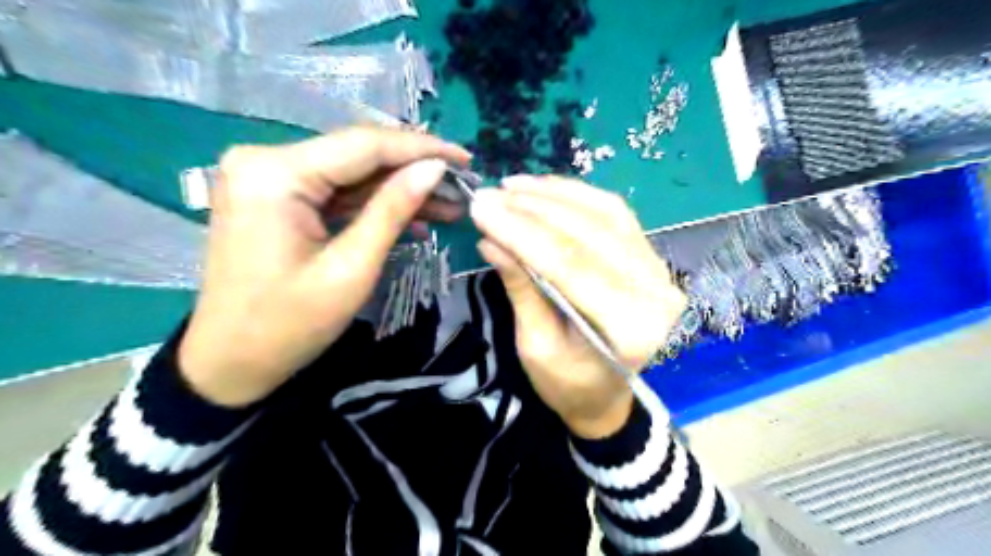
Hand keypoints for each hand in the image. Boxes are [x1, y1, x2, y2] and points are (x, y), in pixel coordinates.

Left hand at [179, 129, 471, 405]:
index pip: (364, 145)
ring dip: (400, 190)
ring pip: (352, 174)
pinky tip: (415, 218)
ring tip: (450, 205)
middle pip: (358, 155)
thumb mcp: (351, 268)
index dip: (421, 149)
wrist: (231, 362)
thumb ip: (393, 210)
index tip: (465, 159)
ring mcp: (269, 178)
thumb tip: (434, 169)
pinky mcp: (277, 198)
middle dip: (414, 171)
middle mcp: (266, 160)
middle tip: (463, 187)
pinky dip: (374, 206)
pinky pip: (336, 193)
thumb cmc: (289, 324)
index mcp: (276, 173)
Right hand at [470, 175, 686, 438]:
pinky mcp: (650, 256)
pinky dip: (576, 195)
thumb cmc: (568, 383)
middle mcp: (655, 292)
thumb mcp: (535, 345)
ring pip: (604, 214)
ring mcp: (659, 269)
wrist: (605, 395)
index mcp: (630, 328)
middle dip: (532, 210)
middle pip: (588, 235)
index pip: (569, 266)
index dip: (521, 234)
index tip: (481, 209)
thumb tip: (490, 239)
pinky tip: (544, 188)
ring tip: (511, 186)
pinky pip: (613, 213)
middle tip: (489, 194)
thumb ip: (520, 288)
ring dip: (553, 195)